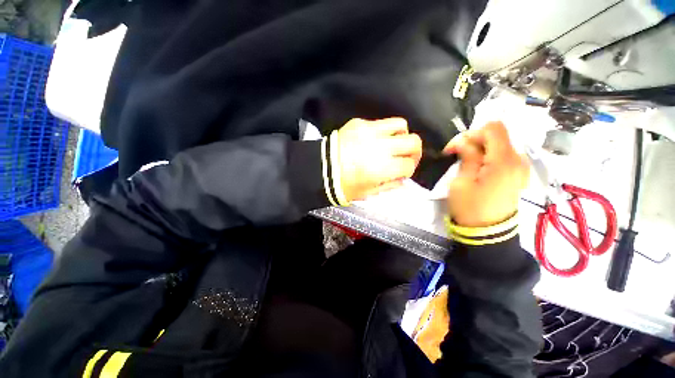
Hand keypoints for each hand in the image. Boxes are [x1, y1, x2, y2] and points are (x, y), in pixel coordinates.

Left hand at [337, 118, 421, 201]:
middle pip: (414, 141)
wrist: (320, 169)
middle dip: (414, 151)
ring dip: (401, 136)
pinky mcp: (359, 123)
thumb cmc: (343, 185)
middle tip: (406, 157)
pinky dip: (383, 132)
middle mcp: (380, 147)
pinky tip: (374, 140)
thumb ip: (389, 185)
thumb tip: (402, 179)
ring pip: (401, 125)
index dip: (410, 170)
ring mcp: (369, 131)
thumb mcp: (368, 193)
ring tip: (393, 144)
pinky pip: (380, 123)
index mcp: (382, 168)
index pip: (409, 165)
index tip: (404, 171)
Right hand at [444, 121, 528, 226]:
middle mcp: (518, 159)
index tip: (455, 148)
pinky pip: (504, 154)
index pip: (494, 128)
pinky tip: (479, 167)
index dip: (472, 133)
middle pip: (497, 134)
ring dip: (481, 148)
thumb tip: (463, 141)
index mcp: (504, 161)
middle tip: (456, 154)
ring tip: (466, 162)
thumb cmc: (470, 208)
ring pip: (500, 143)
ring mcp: (521, 166)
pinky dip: (489, 155)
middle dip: (475, 140)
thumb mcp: (461, 182)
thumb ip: (466, 157)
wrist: (488, 232)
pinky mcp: (519, 173)